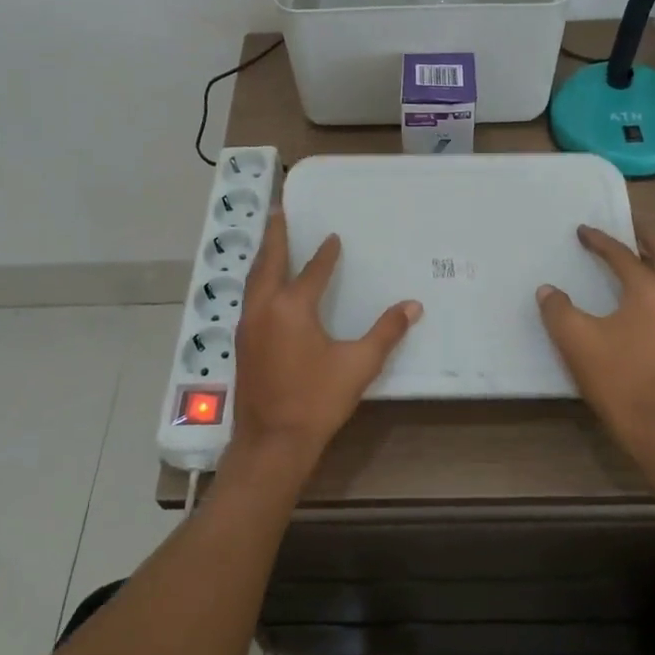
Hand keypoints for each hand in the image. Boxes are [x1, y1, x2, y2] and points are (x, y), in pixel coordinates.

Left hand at [231, 211, 421, 476]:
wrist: (271, 443)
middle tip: (279, 210)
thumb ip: (386, 332)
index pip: (313, 270)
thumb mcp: (358, 365)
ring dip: (264, 256)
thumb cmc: (316, 401)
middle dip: (275, 235)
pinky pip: (250, 297)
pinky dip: (258, 279)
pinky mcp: (242, 342)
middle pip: (269, 261)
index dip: (325, 253)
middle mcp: (264, 307)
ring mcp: (248, 325)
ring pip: (254, 278)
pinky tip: (266, 285)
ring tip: (271, 240)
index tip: (333, 237)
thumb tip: (413, 306)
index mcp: (292, 307)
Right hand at [536, 224, 654, 454]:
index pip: (622, 254)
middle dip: (644, 236)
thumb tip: (549, 291)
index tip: (582, 231)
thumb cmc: (617, 378)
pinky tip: (642, 294)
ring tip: (634, 255)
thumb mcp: (576, 339)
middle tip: (626, 225)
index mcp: (651, 290)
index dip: (599, 240)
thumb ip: (557, 308)